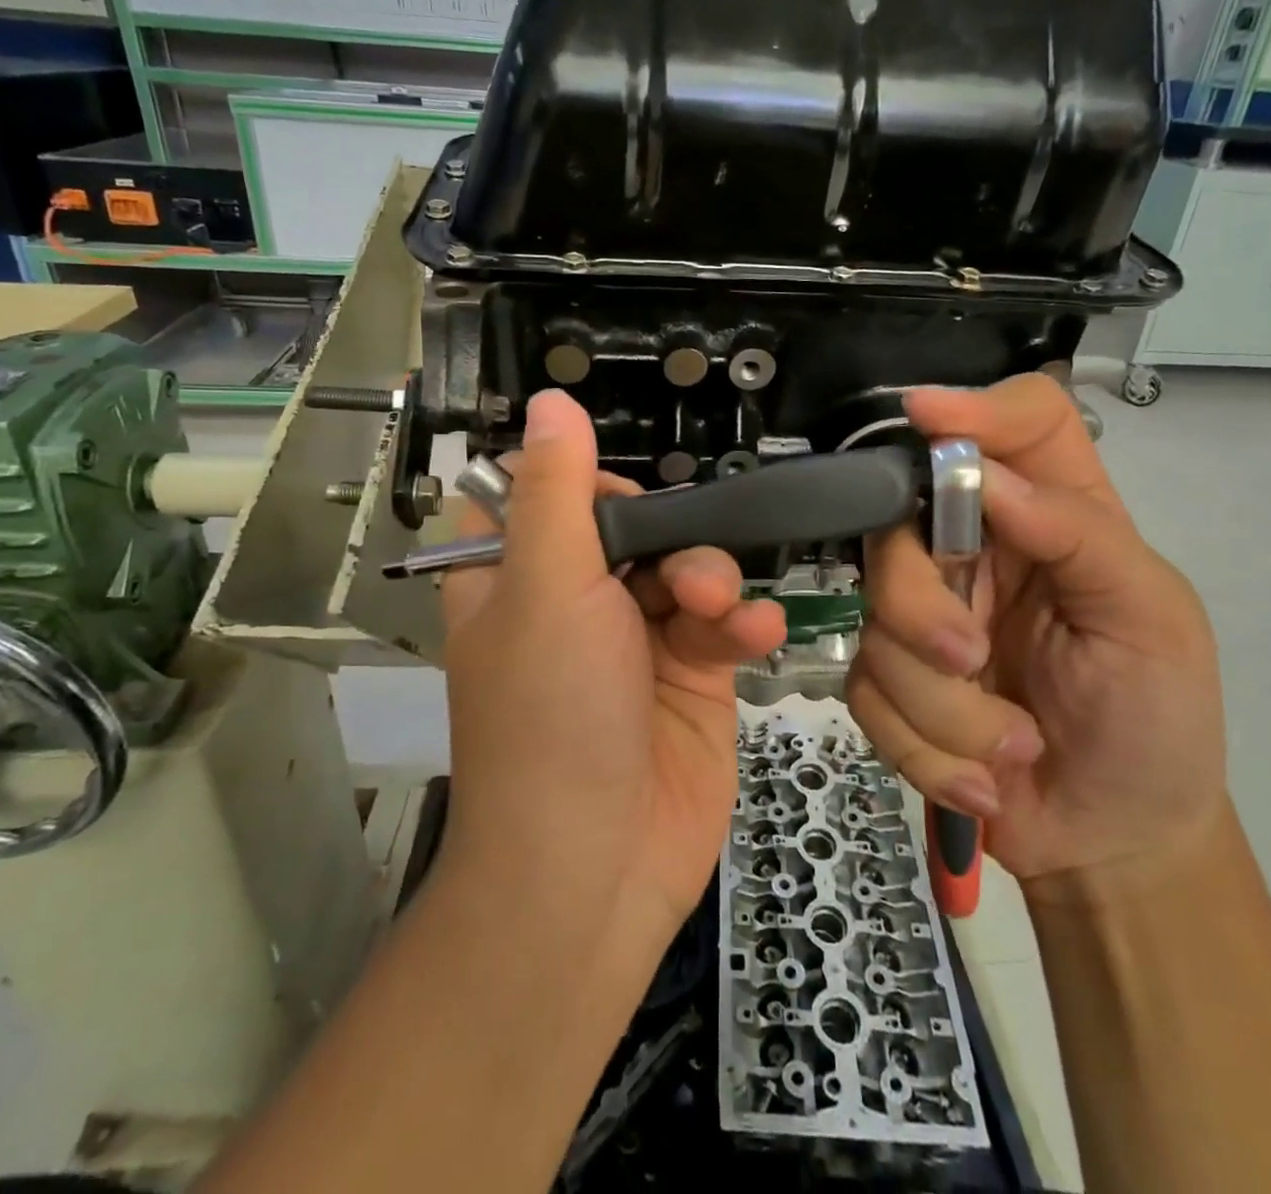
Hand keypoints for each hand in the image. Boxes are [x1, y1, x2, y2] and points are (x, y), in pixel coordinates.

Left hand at [438, 390, 786, 948]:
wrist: (597, 869)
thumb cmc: (552, 716)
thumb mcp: (547, 588)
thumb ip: (557, 489)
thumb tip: (550, 402)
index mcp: (516, 578)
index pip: (546, 496)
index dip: (584, 487)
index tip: (614, 500)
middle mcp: (574, 603)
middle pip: (634, 526)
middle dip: (671, 539)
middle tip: (685, 575)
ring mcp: (637, 641)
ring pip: (689, 569)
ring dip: (713, 580)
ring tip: (717, 616)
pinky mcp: (692, 678)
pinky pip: (724, 624)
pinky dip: (742, 623)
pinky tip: (753, 635)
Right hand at [847, 375, 1224, 891]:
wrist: (1115, 838)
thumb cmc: (1157, 719)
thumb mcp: (1151, 622)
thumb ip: (1082, 535)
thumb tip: (987, 475)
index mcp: (1049, 517)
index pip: (1017, 425)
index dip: (970, 406)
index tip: (923, 415)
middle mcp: (974, 552)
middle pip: (897, 525)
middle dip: (921, 606)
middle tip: (974, 661)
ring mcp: (923, 619)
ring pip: (876, 624)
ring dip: (942, 707)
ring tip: (1011, 748)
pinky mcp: (892, 684)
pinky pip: (866, 695)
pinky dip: (926, 750)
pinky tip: (982, 779)